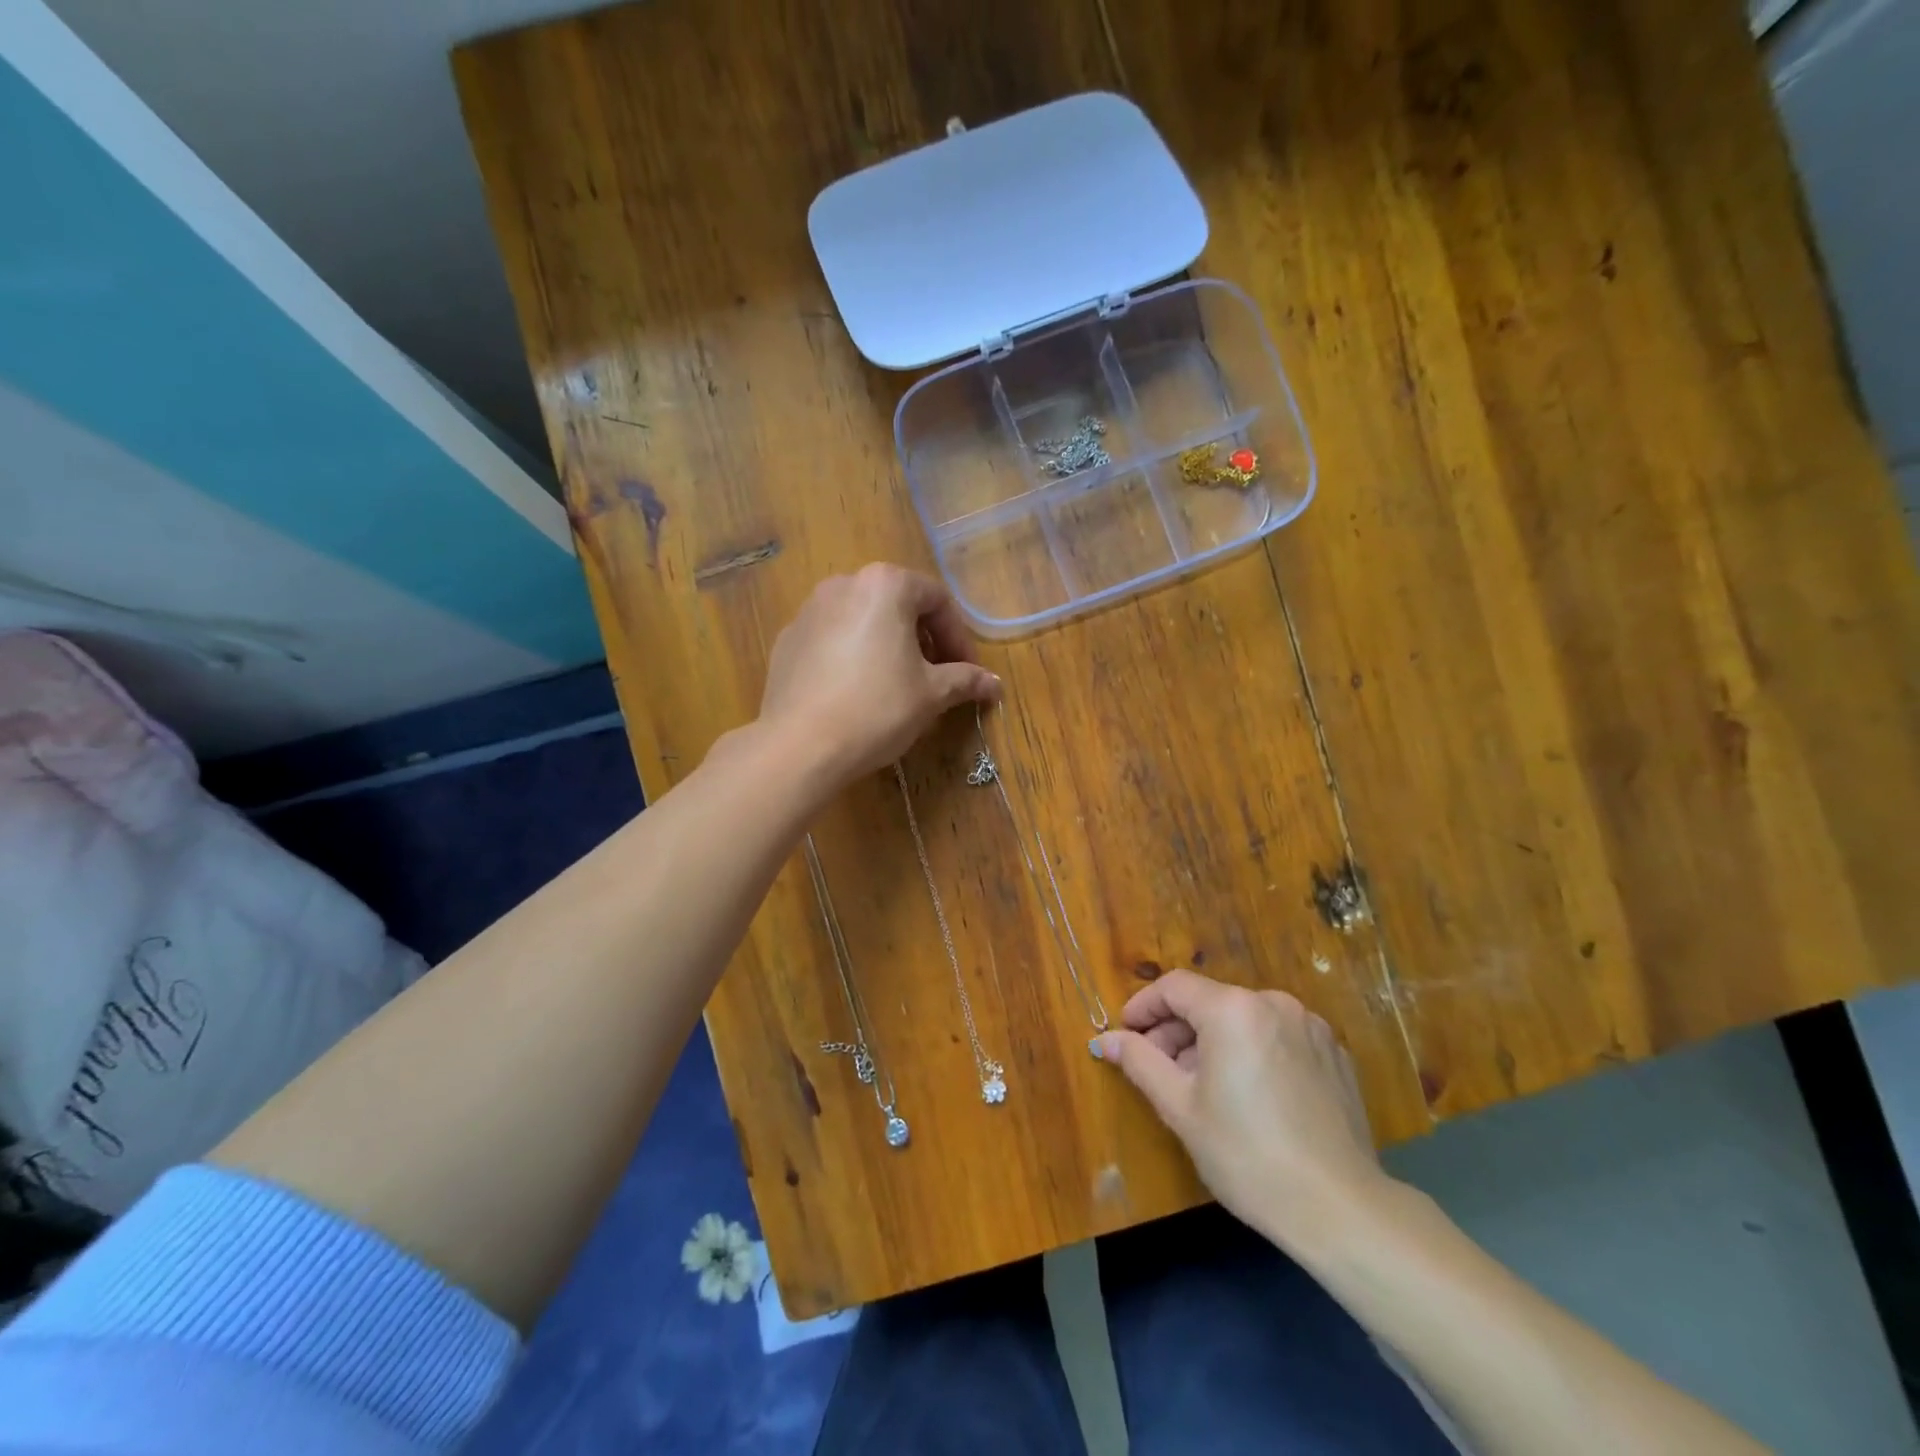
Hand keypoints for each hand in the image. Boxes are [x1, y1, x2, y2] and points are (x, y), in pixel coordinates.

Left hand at [758, 564, 999, 790]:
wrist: (800, 745)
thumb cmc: (877, 709)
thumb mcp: (931, 694)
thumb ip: (965, 680)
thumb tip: (994, 684)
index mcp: (885, 585)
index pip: (937, 600)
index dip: (959, 638)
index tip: (968, 672)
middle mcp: (844, 585)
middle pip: (898, 605)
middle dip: (924, 640)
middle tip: (937, 678)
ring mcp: (809, 610)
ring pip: (863, 620)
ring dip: (889, 646)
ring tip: (898, 685)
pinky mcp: (787, 640)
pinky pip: (833, 639)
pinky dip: (853, 656)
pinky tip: (857, 693)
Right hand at [1093, 970, 1394, 1255]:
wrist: (1341, 1209)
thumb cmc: (1247, 1155)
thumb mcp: (1180, 1108)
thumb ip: (1139, 1062)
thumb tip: (1106, 1039)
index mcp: (1233, 1010)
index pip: (1174, 987)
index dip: (1143, 1006)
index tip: (1125, 1034)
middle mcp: (1274, 1004)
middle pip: (1210, 1002)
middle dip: (1176, 1030)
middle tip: (1157, 1068)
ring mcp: (1311, 1028)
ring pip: (1244, 1019)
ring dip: (1213, 1042)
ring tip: (1201, 1087)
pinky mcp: (1334, 1055)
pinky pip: (1277, 1038)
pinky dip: (1252, 1052)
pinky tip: (1249, 1096)